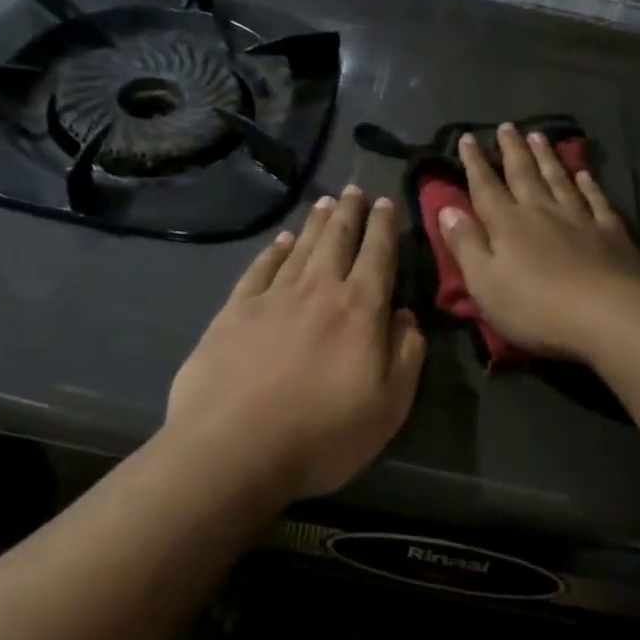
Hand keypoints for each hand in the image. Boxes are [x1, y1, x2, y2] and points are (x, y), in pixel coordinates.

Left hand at [166, 186, 425, 499]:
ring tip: (325, 202)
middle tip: (354, 190)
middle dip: (349, 212)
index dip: (384, 227)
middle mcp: (318, 289)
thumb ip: (407, 355)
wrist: (233, 449)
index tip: (385, 202)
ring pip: (301, 246)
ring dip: (315, 222)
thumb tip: (406, 316)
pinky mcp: (235, 310)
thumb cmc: (322, 433)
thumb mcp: (389, 407)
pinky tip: (280, 241)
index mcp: (360, 309)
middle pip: (338, 239)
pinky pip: (261, 268)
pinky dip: (274, 250)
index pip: (378, 255)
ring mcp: (273, 296)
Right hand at [438, 124, 639, 361]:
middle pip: (524, 174)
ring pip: (559, 179)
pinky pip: (596, 200)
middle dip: (512, 150)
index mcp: (508, 224)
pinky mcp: (611, 233)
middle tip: (507, 126)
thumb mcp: (485, 283)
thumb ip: (466, 245)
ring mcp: (580, 219)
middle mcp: (542, 212)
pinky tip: (584, 174)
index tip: (468, 137)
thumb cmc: (537, 307)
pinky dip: (589, 185)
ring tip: (538, 136)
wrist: (610, 316)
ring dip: (547, 158)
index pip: (485, 187)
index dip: (475, 162)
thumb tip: (447, 210)